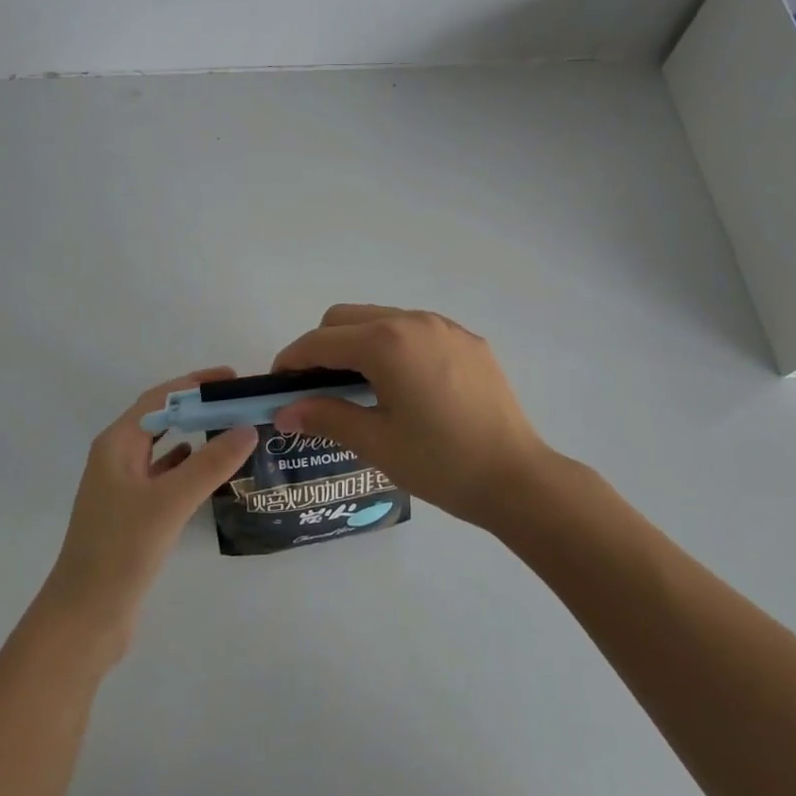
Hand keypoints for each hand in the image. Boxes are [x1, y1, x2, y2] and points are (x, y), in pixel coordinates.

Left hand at [41, 368, 257, 654]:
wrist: (85, 617)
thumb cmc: (121, 550)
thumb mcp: (169, 501)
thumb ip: (210, 463)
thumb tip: (248, 428)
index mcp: (117, 444)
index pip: (160, 398)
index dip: (195, 384)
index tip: (234, 379)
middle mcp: (117, 458)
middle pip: (162, 418)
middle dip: (198, 407)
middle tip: (240, 404)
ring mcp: (123, 487)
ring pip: (164, 448)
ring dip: (195, 435)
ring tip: (234, 431)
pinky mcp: (132, 514)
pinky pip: (165, 476)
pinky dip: (189, 466)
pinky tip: (211, 471)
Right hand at [271, 306, 556, 528]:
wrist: (517, 478)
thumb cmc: (440, 463)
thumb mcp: (375, 443)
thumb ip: (324, 416)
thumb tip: (283, 411)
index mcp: (386, 343)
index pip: (321, 341)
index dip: (292, 360)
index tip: (279, 386)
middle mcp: (413, 321)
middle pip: (347, 317)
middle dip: (323, 346)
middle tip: (318, 389)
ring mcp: (445, 327)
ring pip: (382, 319)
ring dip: (359, 344)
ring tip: (362, 388)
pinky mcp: (468, 340)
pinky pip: (416, 330)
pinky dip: (395, 347)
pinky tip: (406, 387)